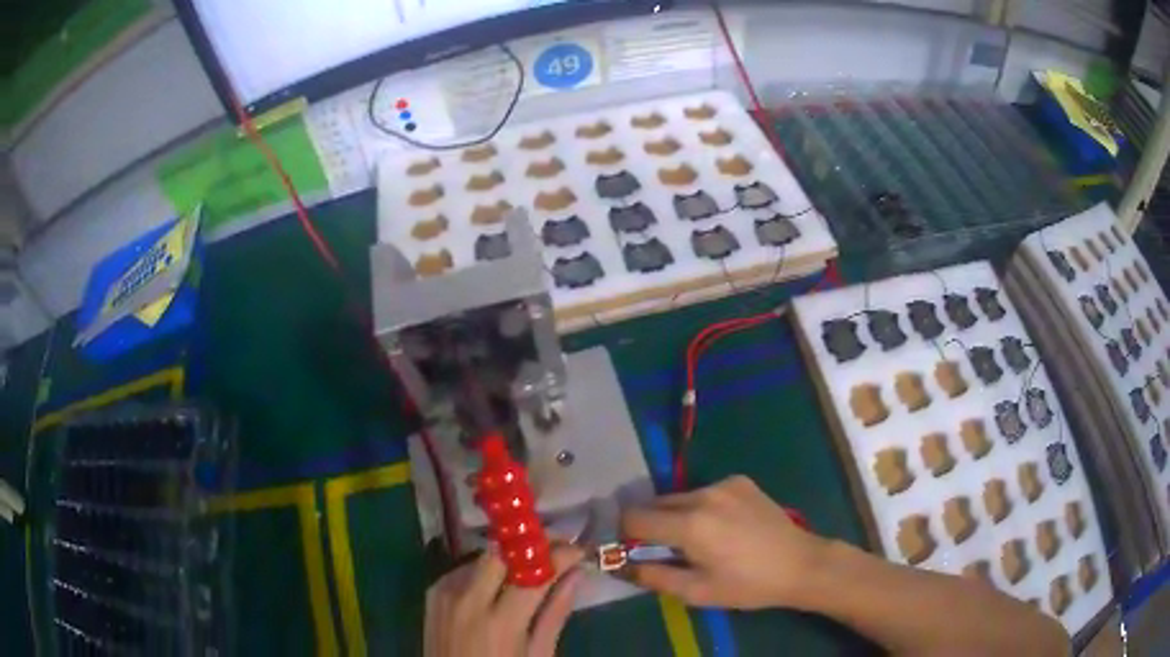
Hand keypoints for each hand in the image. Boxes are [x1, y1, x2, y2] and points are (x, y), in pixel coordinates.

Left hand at [424, 545, 583, 656]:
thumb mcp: (538, 654)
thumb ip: (555, 614)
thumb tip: (576, 575)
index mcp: (502, 623)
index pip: (534, 574)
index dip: (559, 556)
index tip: (577, 549)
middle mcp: (469, 601)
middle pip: (502, 553)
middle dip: (530, 546)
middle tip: (553, 548)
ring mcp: (446, 595)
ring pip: (482, 558)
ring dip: (508, 558)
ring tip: (528, 568)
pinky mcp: (433, 594)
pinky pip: (463, 570)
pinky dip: (484, 571)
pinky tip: (496, 584)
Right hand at [621, 475, 827, 609]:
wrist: (799, 564)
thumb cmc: (747, 585)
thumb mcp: (697, 592)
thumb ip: (653, 577)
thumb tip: (622, 565)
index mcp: (690, 525)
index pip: (634, 518)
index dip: (623, 533)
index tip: (626, 548)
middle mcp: (703, 495)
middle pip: (655, 504)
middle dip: (649, 525)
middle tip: (661, 549)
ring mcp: (724, 484)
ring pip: (680, 498)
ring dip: (676, 516)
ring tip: (696, 540)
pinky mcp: (740, 480)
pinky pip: (705, 492)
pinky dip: (701, 507)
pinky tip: (722, 526)